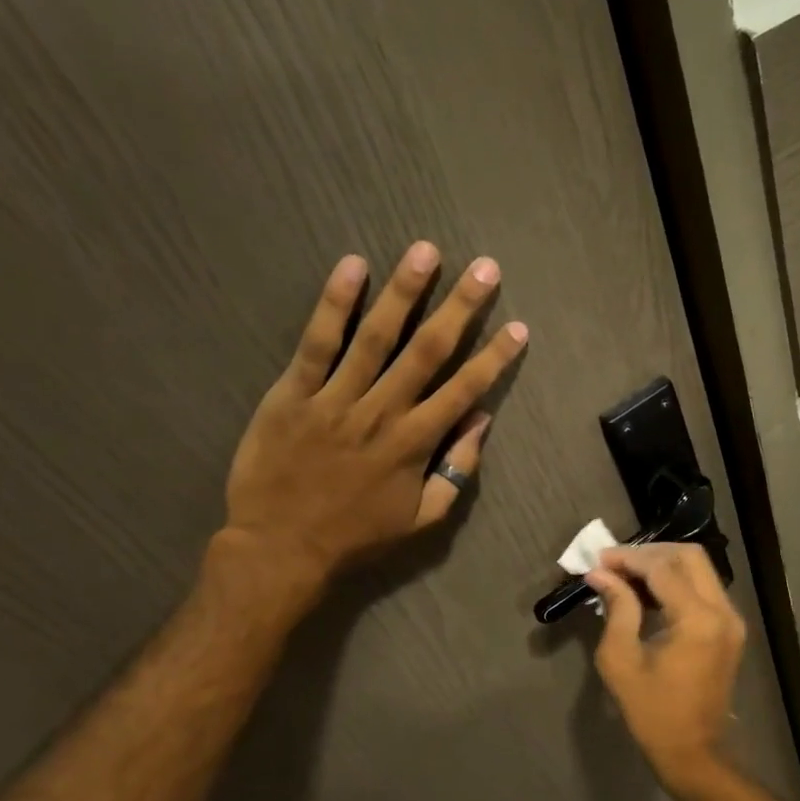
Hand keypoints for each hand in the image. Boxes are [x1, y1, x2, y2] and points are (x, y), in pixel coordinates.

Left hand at [211, 241, 527, 610]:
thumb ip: (456, 471)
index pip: (464, 390)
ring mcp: (336, 399)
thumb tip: (480, 422)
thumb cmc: (357, 537)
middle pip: (428, 350)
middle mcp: (382, 412)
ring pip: (376, 336)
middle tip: (484, 268)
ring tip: (426, 252)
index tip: (518, 328)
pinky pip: (317, 343)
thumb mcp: (422, 519)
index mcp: (415, 443)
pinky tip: (352, 267)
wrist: (281, 548)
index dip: (494, 357)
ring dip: (404, 291)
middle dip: (460, 307)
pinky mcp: (293, 393)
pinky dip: (335, 304)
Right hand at [585, 544, 746, 787]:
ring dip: (663, 565)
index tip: (598, 560)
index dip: (628, 558)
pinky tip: (647, 593)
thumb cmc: (652, 712)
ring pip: (699, 570)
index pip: (661, 568)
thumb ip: (616, 608)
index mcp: (697, 620)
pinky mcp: (730, 630)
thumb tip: (600, 574)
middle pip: (689, 557)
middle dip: (649, 553)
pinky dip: (676, 583)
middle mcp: (723, 611)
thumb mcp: (621, 660)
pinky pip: (704, 590)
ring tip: (626, 575)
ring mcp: (732, 620)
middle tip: (614, 563)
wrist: (693, 751)